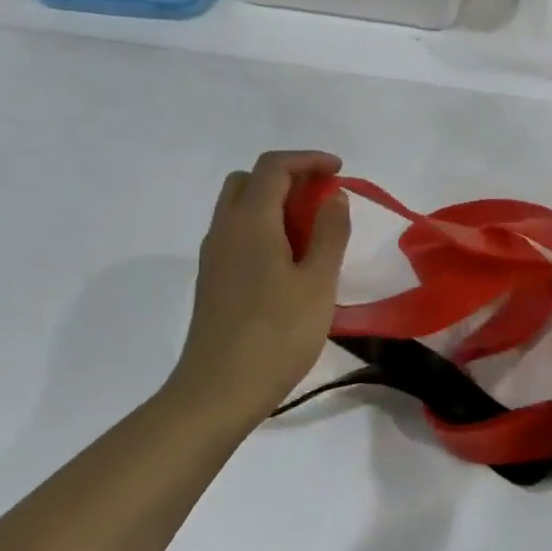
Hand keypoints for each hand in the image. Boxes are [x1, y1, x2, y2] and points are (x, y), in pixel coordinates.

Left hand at [173, 150, 352, 420]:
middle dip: (288, 177)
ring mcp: (213, 255)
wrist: (219, 391)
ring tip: (311, 229)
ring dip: (274, 202)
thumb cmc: (277, 334)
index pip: (274, 166)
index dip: (308, 159)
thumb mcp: (318, 282)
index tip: (339, 171)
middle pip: (249, 180)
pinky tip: (289, 259)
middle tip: (322, 197)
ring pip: (239, 206)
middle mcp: (225, 229)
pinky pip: (237, 232)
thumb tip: (333, 196)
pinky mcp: (212, 278)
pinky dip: (263, 226)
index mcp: (251, 222)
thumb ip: (330, 232)